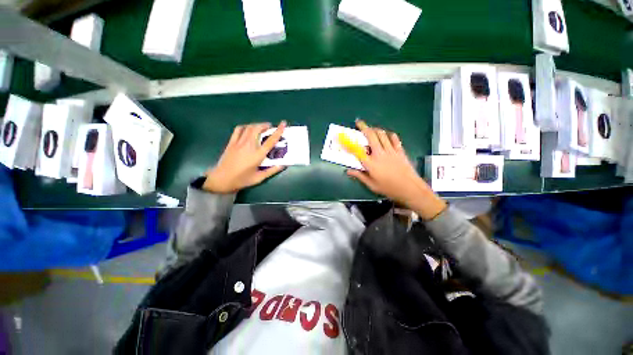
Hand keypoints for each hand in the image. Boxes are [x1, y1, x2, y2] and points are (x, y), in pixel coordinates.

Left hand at [203, 122, 286, 192]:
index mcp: (258, 155)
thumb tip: (282, 165)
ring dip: (257, 125)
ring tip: (261, 127)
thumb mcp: (259, 178)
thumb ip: (272, 171)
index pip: (270, 140)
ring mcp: (239, 143)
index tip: (283, 123)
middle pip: (258, 129)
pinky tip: (248, 129)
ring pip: (249, 127)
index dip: (278, 131)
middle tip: (271, 127)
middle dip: (265, 125)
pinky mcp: (231, 143)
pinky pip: (238, 130)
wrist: (221, 180)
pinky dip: (245, 127)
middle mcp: (249, 146)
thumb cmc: (242, 180)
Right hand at [345, 120, 446, 219]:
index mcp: (371, 163)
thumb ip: (360, 176)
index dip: (350, 143)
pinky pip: (394, 138)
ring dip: (375, 129)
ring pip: (382, 134)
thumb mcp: (371, 185)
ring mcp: (391, 151)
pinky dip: (388, 134)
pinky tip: (386, 135)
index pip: (357, 150)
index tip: (345, 137)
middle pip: (371, 136)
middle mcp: (379, 153)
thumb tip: (348, 171)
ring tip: (371, 128)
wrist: (410, 188)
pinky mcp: (399, 151)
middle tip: (359, 122)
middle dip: (363, 127)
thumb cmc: (389, 188)